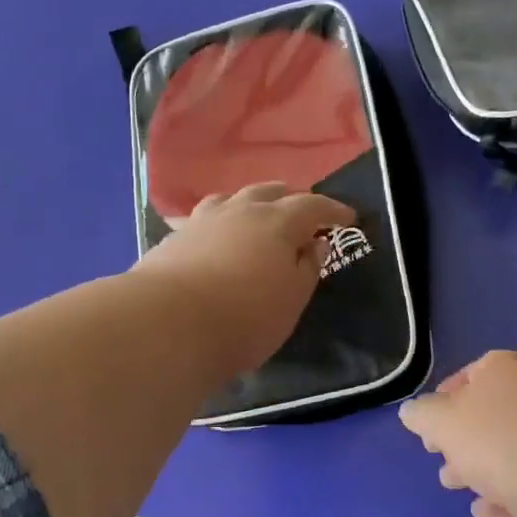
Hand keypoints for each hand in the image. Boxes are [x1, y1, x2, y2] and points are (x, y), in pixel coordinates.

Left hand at [132, 182, 354, 376]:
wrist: (168, 324)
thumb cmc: (245, 316)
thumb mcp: (291, 299)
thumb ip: (307, 268)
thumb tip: (315, 242)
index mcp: (277, 222)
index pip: (313, 206)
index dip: (332, 210)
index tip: (348, 218)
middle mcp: (240, 210)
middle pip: (270, 191)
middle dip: (291, 198)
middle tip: (303, 213)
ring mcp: (202, 220)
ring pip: (232, 198)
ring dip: (251, 203)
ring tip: (257, 216)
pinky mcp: (174, 238)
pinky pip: (205, 218)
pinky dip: (221, 221)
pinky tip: (216, 236)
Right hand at [397, 350, 516, 516]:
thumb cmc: (495, 438)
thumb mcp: (440, 421)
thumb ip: (422, 415)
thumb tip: (412, 412)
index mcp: (503, 371)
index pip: (473, 373)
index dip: (447, 396)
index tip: (429, 422)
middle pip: (488, 414)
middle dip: (459, 437)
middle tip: (437, 455)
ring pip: (506, 449)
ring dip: (478, 467)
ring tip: (453, 484)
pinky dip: (503, 494)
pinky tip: (484, 511)